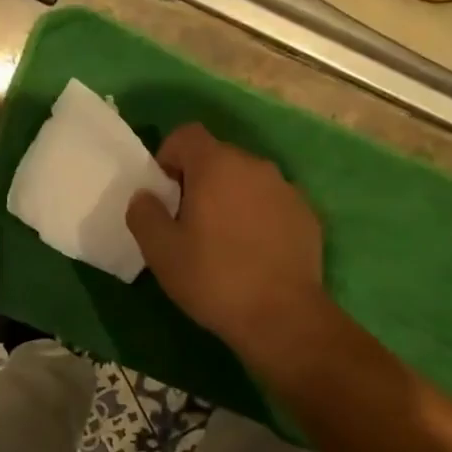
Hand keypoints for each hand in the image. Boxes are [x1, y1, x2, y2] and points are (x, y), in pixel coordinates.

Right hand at [125, 123, 328, 371]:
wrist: (282, 317)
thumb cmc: (213, 278)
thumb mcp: (160, 251)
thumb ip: (144, 214)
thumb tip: (145, 196)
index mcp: (216, 165)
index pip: (187, 135)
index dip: (169, 156)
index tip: (164, 193)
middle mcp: (255, 166)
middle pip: (218, 157)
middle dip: (199, 180)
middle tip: (187, 221)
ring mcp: (287, 189)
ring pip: (247, 181)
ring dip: (230, 198)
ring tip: (222, 240)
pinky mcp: (307, 216)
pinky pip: (272, 203)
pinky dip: (258, 217)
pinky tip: (252, 253)